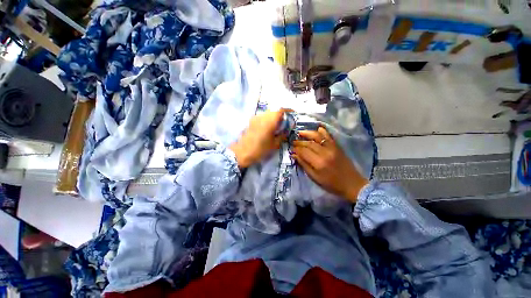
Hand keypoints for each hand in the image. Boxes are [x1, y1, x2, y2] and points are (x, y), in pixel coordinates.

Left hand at [230, 109, 289, 168]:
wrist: (242, 153)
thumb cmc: (260, 149)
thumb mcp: (275, 144)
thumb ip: (282, 135)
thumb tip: (287, 130)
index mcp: (270, 121)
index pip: (281, 110)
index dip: (288, 111)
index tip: (292, 114)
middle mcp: (262, 116)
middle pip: (274, 111)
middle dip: (281, 115)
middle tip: (285, 123)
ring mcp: (255, 118)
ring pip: (267, 114)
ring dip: (274, 117)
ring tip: (277, 126)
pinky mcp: (251, 122)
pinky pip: (262, 117)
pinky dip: (267, 120)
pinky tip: (268, 128)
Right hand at [292, 127, 367, 202]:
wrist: (352, 184)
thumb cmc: (331, 184)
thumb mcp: (315, 177)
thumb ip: (304, 165)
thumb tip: (294, 155)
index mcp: (318, 162)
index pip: (304, 152)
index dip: (296, 149)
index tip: (291, 149)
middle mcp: (325, 153)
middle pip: (309, 144)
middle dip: (299, 142)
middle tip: (293, 142)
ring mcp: (332, 148)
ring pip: (318, 137)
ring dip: (308, 133)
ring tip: (300, 132)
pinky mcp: (337, 146)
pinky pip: (329, 136)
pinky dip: (323, 131)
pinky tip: (317, 129)